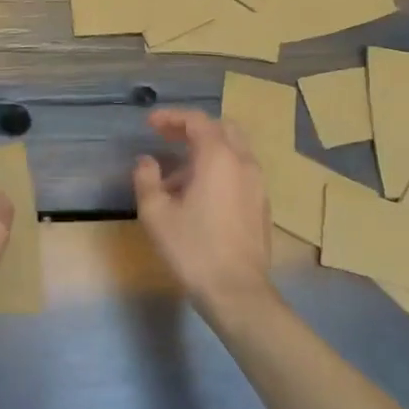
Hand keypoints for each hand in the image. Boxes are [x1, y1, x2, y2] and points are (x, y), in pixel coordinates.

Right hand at [133, 108, 278, 323]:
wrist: (237, 291)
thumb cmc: (193, 249)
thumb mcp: (156, 214)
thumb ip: (147, 179)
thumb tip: (146, 161)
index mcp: (218, 157)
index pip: (197, 120)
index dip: (171, 117)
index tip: (150, 124)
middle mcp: (243, 162)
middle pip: (221, 128)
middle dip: (192, 128)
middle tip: (166, 138)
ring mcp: (258, 183)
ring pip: (233, 150)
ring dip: (206, 150)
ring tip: (177, 175)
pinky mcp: (262, 204)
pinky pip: (240, 170)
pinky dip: (219, 168)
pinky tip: (199, 194)